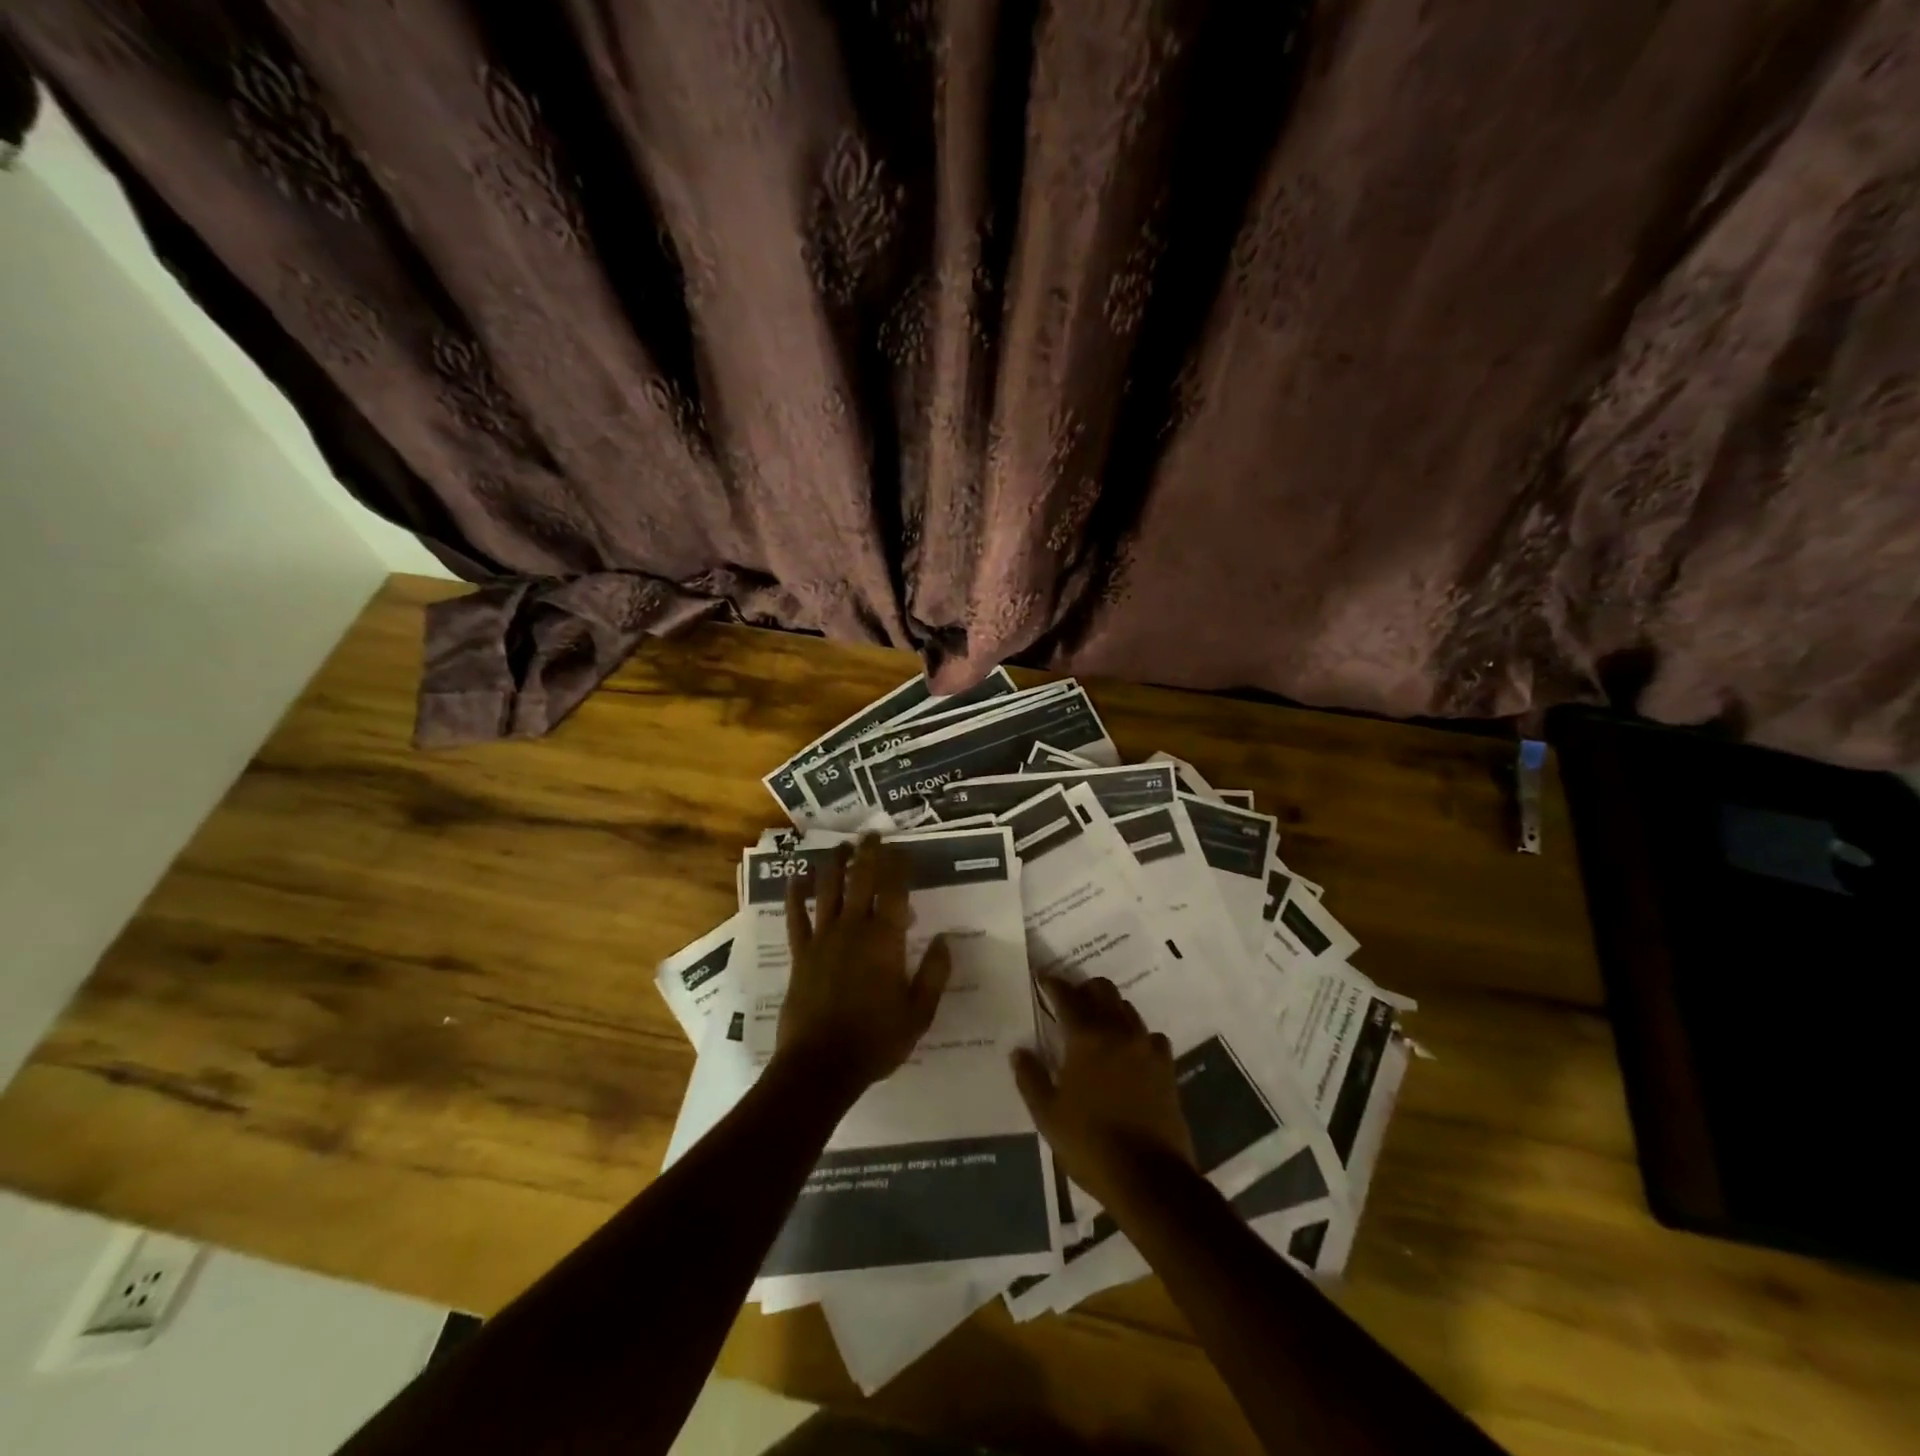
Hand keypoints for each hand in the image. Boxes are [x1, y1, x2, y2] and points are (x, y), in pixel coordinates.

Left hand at [774, 835, 952, 1104]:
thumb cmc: (876, 1041)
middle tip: (872, 834)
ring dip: (834, 864)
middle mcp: (854, 929)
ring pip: (828, 889)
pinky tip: (796, 879)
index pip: (895, 891)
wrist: (820, 1066)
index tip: (904, 851)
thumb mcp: (919, 1013)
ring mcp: (823, 938)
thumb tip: (945, 939)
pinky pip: (796, 917)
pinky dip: (795, 895)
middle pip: (861, 880)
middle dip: (868, 853)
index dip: (900, 867)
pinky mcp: (801, 953)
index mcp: (886, 941)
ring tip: (841, 847)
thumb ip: (934, 974)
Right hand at [1012, 974, 1196, 1210]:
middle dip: (1084, 989)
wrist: (1150, 1178)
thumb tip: (1019, 1050)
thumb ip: (1030, 1078)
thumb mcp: (1048, 1115)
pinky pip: (1151, 1036)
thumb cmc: (1090, 1144)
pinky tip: (1130, 1052)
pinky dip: (1136, 1035)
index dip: (1052, 984)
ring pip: (1128, 1009)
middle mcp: (1119, 1032)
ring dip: (1110, 1008)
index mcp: (1086, 1038)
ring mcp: (1147, 1048)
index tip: (1042, 978)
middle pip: (1103, 991)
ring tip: (1098, 1024)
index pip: (1067, 997)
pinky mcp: (1167, 1068)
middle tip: (1070, 1000)